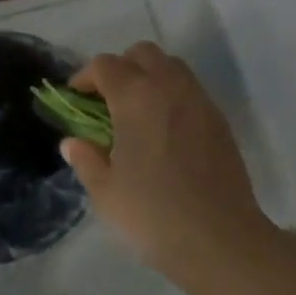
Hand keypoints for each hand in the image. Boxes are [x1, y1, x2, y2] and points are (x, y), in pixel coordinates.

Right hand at [61, 42, 275, 283]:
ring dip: (150, 76)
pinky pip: (191, 90)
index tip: (77, 99)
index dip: (85, 77)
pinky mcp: (219, 120)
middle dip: (121, 67)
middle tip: (108, 100)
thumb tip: (73, 142)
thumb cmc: (154, 215)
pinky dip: (172, 95)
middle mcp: (169, 87)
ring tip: (137, 112)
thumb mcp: (106, 192)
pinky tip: (165, 130)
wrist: (221, 241)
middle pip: (142, 53)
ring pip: (171, 66)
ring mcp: (199, 101)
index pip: (105, 65)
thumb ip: (86, 159)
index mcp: (135, 97)